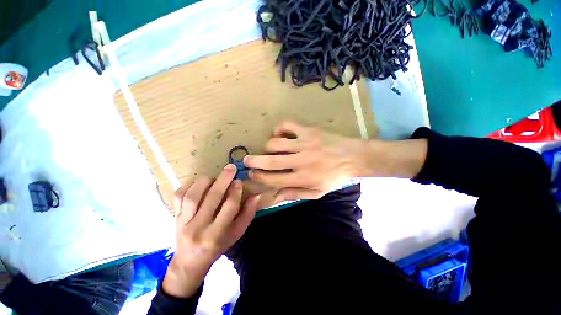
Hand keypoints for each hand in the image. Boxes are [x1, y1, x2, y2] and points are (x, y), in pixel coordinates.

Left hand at [162, 164, 259, 297]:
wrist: (190, 261)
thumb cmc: (218, 246)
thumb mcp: (237, 233)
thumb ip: (248, 214)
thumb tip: (256, 195)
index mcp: (217, 234)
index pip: (229, 207)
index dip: (235, 192)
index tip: (239, 182)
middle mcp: (199, 228)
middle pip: (212, 198)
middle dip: (223, 180)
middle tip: (231, 168)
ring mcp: (183, 222)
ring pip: (193, 196)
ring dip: (205, 182)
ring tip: (214, 177)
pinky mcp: (174, 217)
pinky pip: (178, 197)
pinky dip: (187, 185)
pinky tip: (197, 183)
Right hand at [243, 121, 368, 201]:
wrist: (353, 157)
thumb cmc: (334, 177)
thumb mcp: (317, 192)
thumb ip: (295, 194)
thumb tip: (275, 196)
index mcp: (303, 178)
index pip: (273, 179)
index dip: (259, 177)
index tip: (251, 174)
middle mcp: (301, 161)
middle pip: (270, 161)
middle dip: (253, 161)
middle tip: (246, 161)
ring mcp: (304, 143)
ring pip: (275, 143)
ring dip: (267, 147)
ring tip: (269, 149)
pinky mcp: (308, 130)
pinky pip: (287, 125)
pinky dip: (279, 129)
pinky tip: (280, 134)